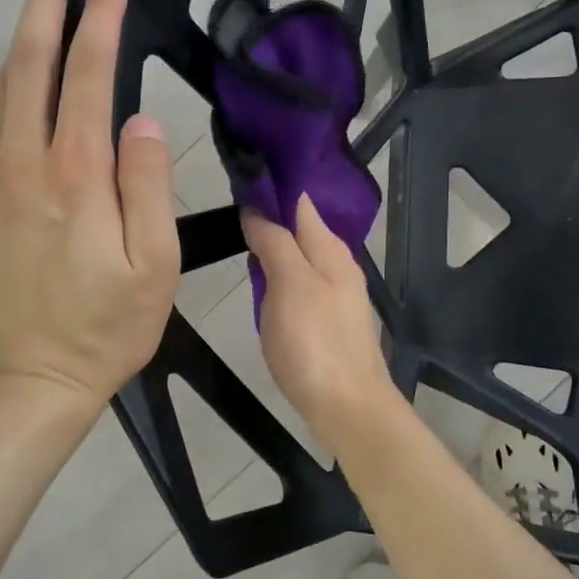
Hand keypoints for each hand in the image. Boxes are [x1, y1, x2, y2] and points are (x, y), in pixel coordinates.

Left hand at [0, 0, 178, 406]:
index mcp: (75, 176)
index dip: (99, 20)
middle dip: (44, 2)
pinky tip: (16, 74)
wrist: (28, 380)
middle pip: (30, 65)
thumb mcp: (154, 266)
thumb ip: (148, 186)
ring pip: (1, 90)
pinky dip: (3, 84)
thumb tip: (142, 120)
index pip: (87, 77)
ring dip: (20, 37)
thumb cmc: (105, 327)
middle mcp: (23, 164)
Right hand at [242, 195, 394, 437]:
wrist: (347, 406)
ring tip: (240, 234)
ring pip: (300, 255)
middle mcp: (337, 264)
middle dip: (271, 213)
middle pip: (301, 227)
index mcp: (330, 249)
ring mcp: (335, 293)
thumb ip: (275, 243)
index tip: (240, 172)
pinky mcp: (327, 320)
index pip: (300, 202)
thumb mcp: (290, 285)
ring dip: (275, 243)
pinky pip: (300, 282)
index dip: (272, 187)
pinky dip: (280, 272)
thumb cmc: (315, 343)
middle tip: (230, 204)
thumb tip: (258, 209)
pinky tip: (262, 279)